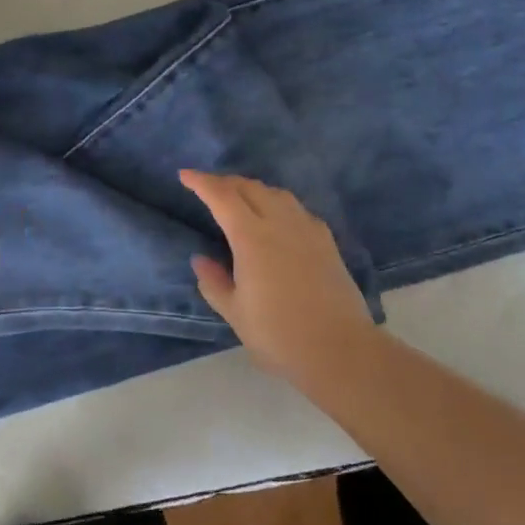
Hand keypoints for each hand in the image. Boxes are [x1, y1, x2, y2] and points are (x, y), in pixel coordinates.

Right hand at [179, 170, 374, 368]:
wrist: (340, 349)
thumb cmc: (279, 335)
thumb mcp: (235, 313)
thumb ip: (214, 282)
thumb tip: (200, 259)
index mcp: (252, 237)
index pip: (222, 196)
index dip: (202, 182)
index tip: (185, 175)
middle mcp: (280, 223)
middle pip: (250, 188)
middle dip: (226, 182)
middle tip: (209, 188)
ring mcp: (307, 229)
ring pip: (277, 193)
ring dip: (253, 189)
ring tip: (241, 199)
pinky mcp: (327, 241)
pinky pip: (297, 209)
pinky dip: (278, 203)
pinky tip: (277, 219)